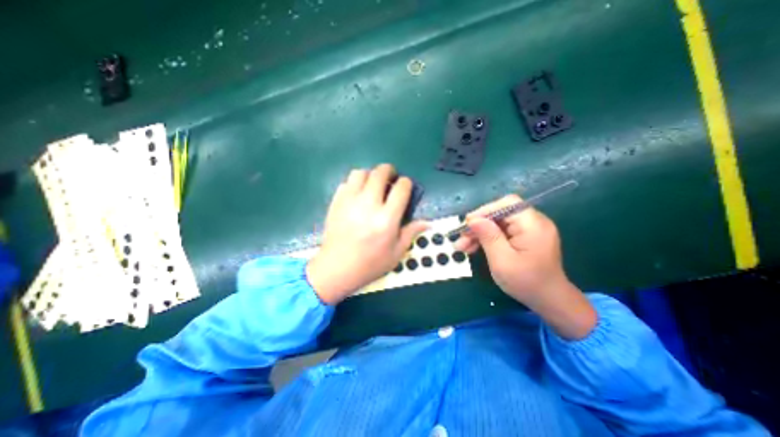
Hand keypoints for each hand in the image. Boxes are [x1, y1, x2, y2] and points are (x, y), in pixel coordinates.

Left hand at [305, 164, 425, 302]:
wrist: (337, 268)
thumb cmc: (370, 264)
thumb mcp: (396, 253)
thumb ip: (411, 233)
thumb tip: (427, 223)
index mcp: (387, 219)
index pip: (401, 188)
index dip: (406, 183)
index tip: (405, 186)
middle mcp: (368, 205)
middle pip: (380, 173)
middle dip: (389, 171)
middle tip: (390, 178)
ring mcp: (349, 202)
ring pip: (361, 173)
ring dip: (370, 174)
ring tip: (372, 184)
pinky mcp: (336, 203)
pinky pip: (346, 182)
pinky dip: (355, 183)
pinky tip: (358, 193)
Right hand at [459, 195, 598, 340]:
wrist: (549, 301)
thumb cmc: (526, 282)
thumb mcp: (502, 261)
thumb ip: (488, 237)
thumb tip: (472, 220)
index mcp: (533, 225)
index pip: (507, 204)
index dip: (485, 211)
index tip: (467, 224)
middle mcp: (533, 222)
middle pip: (500, 214)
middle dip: (478, 225)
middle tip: (460, 239)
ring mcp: (528, 230)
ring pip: (497, 224)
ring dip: (478, 233)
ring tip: (462, 247)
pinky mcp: (523, 237)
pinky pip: (501, 232)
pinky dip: (486, 238)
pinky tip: (473, 247)